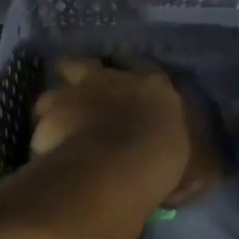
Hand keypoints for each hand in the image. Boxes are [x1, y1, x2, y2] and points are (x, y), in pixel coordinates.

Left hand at [31, 58, 219, 205]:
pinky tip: (45, 154)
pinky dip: (43, 136)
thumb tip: (196, 174)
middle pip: (85, 65)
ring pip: (54, 92)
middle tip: (81, 104)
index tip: (127, 96)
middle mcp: (110, 78)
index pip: (142, 69)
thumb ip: (182, 156)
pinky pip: (41, 122)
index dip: (131, 80)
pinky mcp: (48, 111)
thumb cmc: (162, 159)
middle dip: (80, 79)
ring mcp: (75, 90)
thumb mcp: (188, 160)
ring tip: (58, 134)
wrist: (116, 164)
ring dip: (56, 109)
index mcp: (152, 84)